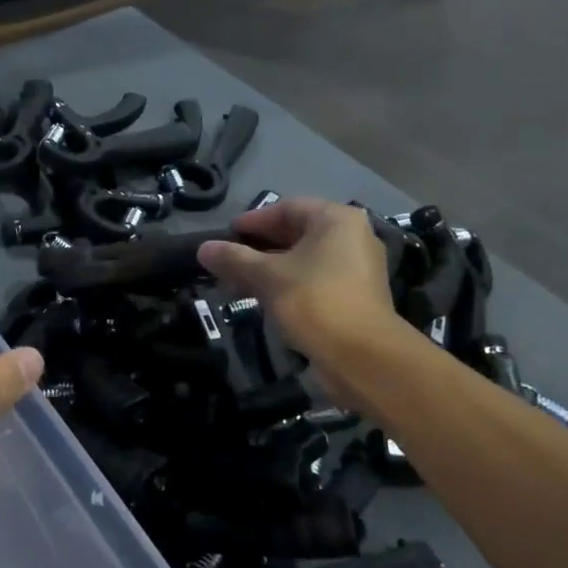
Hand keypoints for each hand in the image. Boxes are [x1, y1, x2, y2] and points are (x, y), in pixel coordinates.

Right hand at [198, 198, 419, 407]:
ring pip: (304, 259)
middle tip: (228, 259)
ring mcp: (357, 268)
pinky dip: (288, 284)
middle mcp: (352, 237)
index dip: (253, 220)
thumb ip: (234, 259)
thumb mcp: (268, 277)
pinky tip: (263, 300)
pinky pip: (314, 280)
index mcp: (336, 220)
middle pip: (296, 233)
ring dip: (270, 268)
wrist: (364, 359)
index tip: (226, 235)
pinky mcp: (355, 297)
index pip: (287, 208)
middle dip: (259, 246)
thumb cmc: (316, 302)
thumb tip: (203, 248)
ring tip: (238, 282)